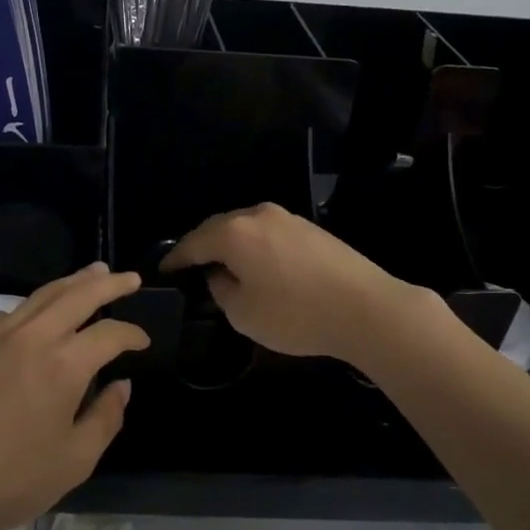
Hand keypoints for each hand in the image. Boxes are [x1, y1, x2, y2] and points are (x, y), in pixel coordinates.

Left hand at [0, 264, 150, 529]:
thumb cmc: (10, 479)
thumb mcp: (75, 461)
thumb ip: (106, 418)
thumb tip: (120, 386)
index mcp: (65, 364)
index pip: (110, 334)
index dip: (132, 334)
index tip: (143, 342)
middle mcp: (33, 336)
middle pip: (79, 294)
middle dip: (110, 284)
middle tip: (130, 278)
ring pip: (41, 295)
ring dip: (72, 282)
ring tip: (92, 273)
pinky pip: (7, 313)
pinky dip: (31, 307)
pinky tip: (34, 315)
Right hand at [161, 203, 412, 364]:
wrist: (366, 308)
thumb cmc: (296, 314)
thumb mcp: (244, 313)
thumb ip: (221, 289)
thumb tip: (220, 274)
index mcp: (234, 233)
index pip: (192, 242)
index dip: (175, 259)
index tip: (162, 271)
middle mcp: (258, 215)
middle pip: (218, 227)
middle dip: (201, 246)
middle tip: (189, 268)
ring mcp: (287, 218)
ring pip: (245, 228)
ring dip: (230, 245)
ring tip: (222, 267)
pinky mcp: (310, 229)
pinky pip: (268, 233)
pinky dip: (253, 246)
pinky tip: (257, 265)